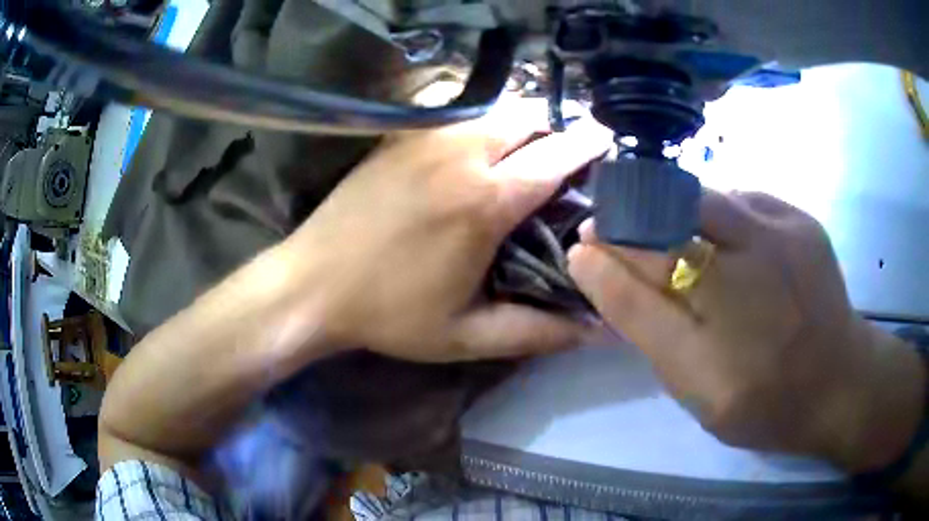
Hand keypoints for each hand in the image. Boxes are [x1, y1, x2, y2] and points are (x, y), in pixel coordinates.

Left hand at [284, 101, 611, 361]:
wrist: (311, 285)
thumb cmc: (388, 314)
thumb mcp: (466, 335)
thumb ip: (538, 332)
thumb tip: (597, 331)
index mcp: (485, 202)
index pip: (556, 156)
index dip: (588, 143)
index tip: (607, 139)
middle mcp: (460, 155)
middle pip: (527, 117)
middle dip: (555, 127)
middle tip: (566, 153)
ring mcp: (424, 139)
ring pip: (493, 112)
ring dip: (520, 123)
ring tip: (527, 151)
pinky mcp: (397, 138)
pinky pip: (456, 117)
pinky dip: (482, 125)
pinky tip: (478, 150)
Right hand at [569, 191, 925, 471]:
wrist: (840, 381)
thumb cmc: (765, 402)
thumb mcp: (696, 392)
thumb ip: (648, 331)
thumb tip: (599, 269)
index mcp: (718, 353)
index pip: (638, 285)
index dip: (603, 257)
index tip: (582, 243)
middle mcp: (751, 283)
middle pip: (670, 224)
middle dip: (631, 220)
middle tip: (612, 226)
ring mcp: (782, 239)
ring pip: (705, 200)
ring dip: (674, 210)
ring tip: (672, 234)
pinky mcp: (802, 219)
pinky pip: (742, 199)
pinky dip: (720, 212)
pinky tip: (726, 239)